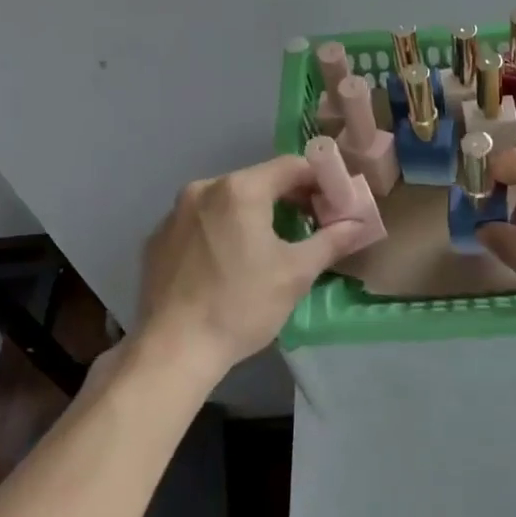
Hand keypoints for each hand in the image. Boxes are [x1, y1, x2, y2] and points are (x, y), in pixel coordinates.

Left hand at [135, 156, 367, 377]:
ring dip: (254, 214)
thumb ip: (331, 240)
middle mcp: (203, 189)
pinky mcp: (157, 239)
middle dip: (288, 198)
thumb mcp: (296, 273)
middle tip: (312, 224)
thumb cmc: (242, 305)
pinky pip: (201, 222)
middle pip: (258, 181)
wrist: (173, 350)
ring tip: (272, 245)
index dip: (320, 179)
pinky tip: (229, 263)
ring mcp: (175, 213)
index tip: (336, 202)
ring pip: (227, 201)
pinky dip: (222, 231)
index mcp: (239, 189)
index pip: (291, 166)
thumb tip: (358, 224)